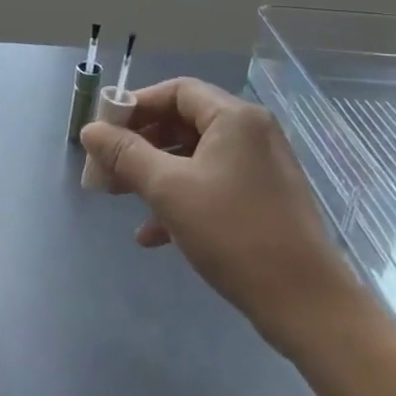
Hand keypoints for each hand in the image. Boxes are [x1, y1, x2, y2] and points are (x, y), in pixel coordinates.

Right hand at [80, 78, 371, 357]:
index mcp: (234, 118)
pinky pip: (211, 184)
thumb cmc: (234, 233)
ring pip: (193, 156)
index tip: (104, 131)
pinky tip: (152, 234)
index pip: (176, 91)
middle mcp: (251, 133)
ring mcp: (259, 167)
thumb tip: (89, 130)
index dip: (135, 105)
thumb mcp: (169, 189)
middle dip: (139, 144)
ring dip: (154, 173)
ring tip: (120, 197)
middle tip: (106, 166)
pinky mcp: (262, 200)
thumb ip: (125, 154)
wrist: (306, 304)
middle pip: (183, 122)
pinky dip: (180, 198)